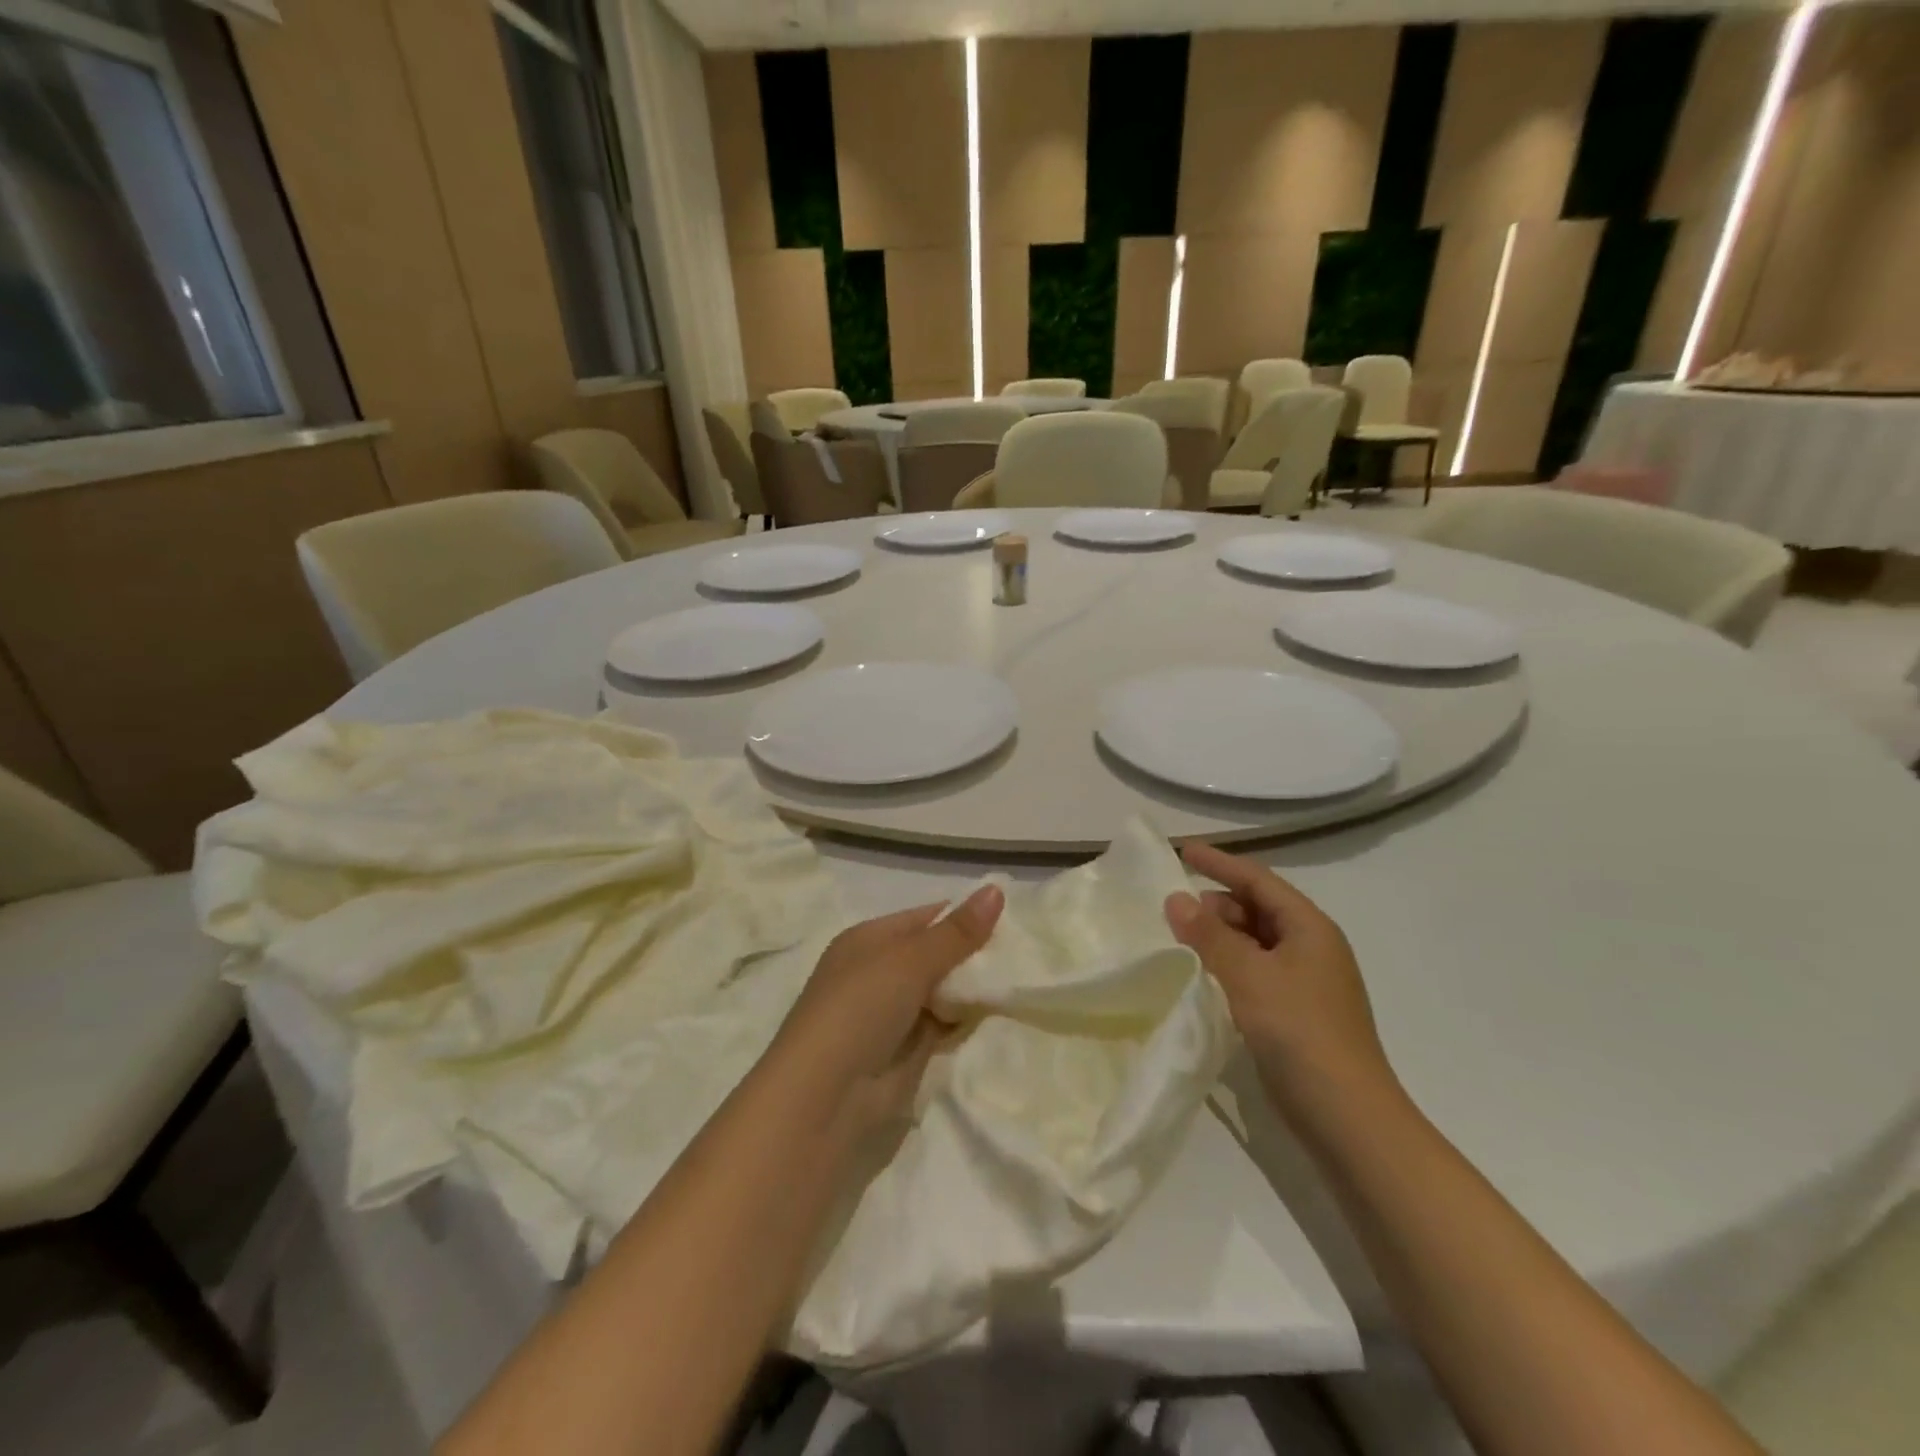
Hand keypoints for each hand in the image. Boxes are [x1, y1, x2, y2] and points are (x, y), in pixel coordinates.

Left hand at [763, 886, 1004, 1140]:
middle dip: (977, 956)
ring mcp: (894, 1014)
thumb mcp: (909, 960)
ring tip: (1028, 980)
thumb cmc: (860, 1008)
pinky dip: (971, 1023)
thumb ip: (957, 932)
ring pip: (946, 993)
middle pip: (939, 956)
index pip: (927, 918)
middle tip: (1028, 953)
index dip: (966, 916)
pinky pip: (947, 1028)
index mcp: (870, 940)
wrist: (825, 1097)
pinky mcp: (909, 1053)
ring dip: (977, 991)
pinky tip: (1008, 1015)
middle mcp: (880, 972)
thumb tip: (997, 888)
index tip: (1014, 918)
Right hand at [1164, 843, 1394, 1108]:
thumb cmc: (1300, 1032)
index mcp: (1309, 928)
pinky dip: (1229, 966)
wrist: (1349, 1118)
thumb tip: (1176, 899)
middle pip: (1259, 909)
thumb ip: (1209, 935)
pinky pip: (1257, 973)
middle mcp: (1313, 948)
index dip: (1221, 863)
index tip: (1184, 851)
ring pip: (1256, 943)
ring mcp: (1308, 984)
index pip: (1259, 880)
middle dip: (1217, 904)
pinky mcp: (1299, 1015)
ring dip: (1221, 937)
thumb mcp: (1248, 975)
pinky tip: (1204, 979)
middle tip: (1175, 911)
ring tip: (1182, 943)